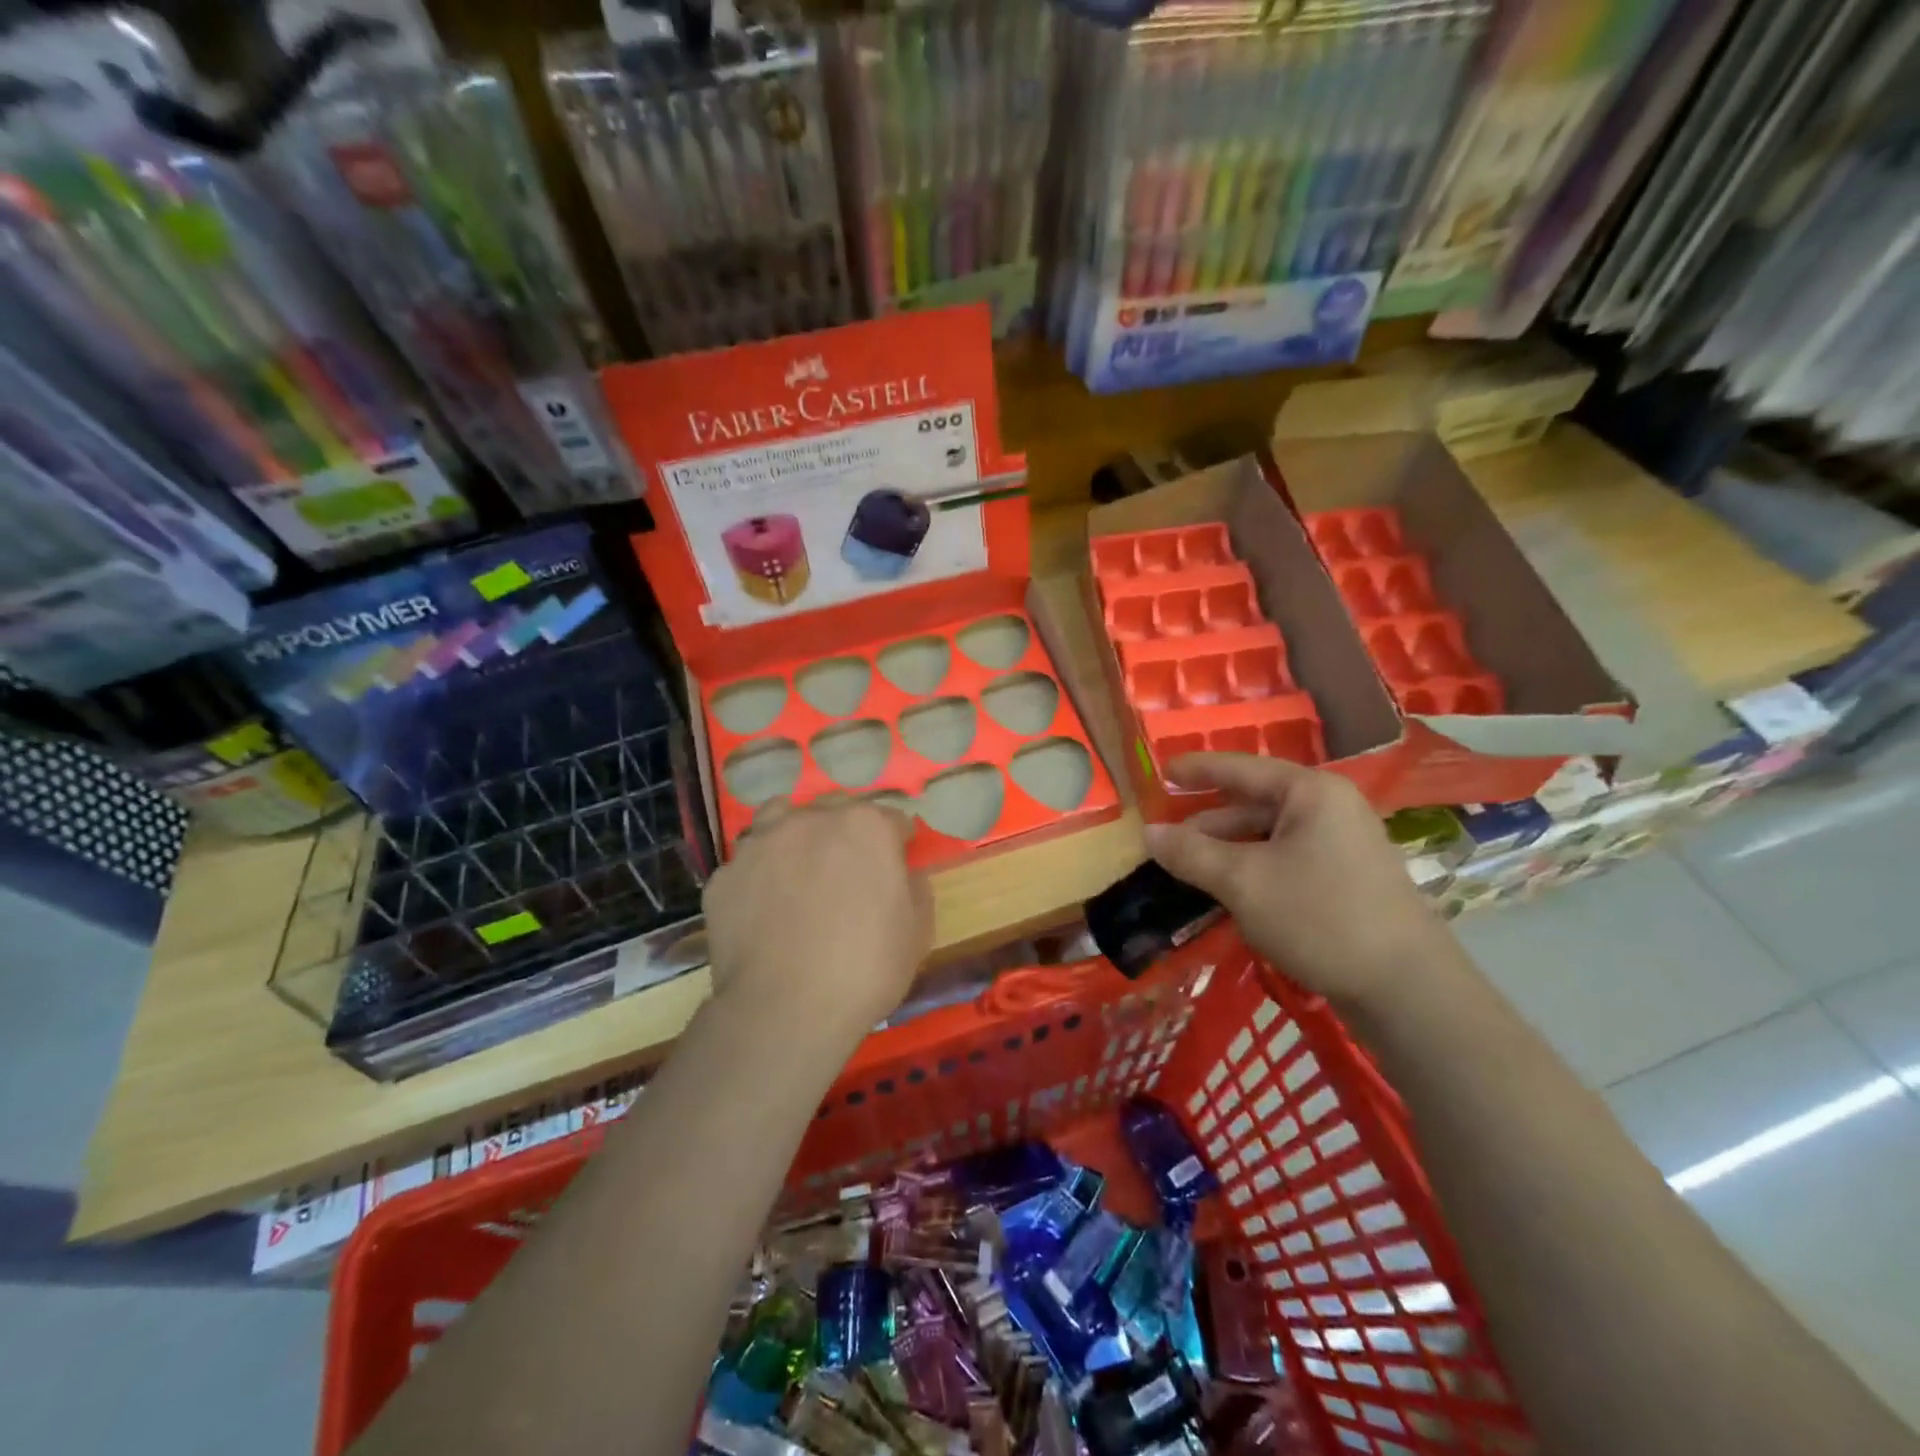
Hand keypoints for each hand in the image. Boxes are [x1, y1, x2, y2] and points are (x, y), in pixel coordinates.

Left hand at [702, 798, 932, 1031]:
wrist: (784, 1011)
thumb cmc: (866, 969)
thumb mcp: (917, 932)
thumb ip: (915, 888)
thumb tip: (904, 874)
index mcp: (865, 826)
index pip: (891, 820)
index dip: (897, 845)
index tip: (895, 870)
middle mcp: (810, 820)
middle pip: (833, 812)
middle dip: (844, 835)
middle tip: (846, 876)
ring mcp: (760, 844)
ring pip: (779, 821)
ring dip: (793, 838)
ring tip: (797, 875)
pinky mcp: (724, 876)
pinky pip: (747, 866)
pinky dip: (758, 879)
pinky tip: (762, 911)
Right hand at [1142, 754, 1453, 1010]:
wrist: (1406, 989)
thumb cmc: (1319, 917)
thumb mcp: (1243, 882)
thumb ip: (1191, 853)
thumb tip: (1147, 832)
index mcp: (1310, 792)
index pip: (1241, 768)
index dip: (1197, 770)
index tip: (1161, 774)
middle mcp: (1330, 808)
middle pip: (1253, 803)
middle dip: (1207, 822)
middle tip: (1164, 839)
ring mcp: (1342, 844)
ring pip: (1268, 836)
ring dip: (1226, 850)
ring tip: (1187, 869)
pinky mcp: (1345, 879)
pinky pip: (1285, 859)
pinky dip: (1251, 868)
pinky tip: (1226, 890)